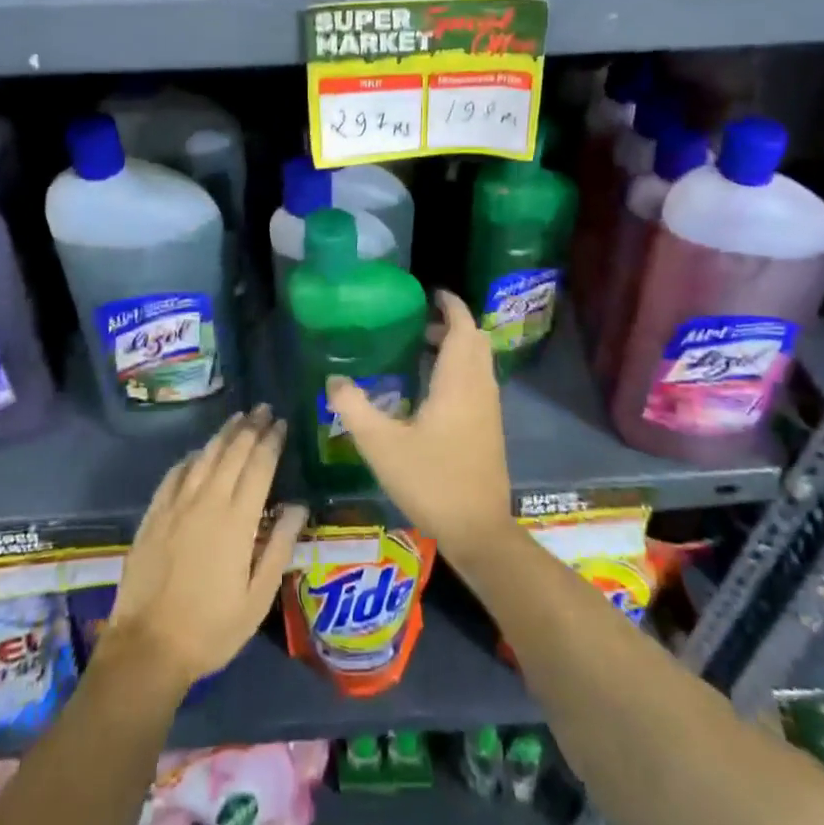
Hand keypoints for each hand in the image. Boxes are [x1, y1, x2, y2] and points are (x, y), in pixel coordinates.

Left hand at [105, 405, 307, 695]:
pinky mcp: (154, 515)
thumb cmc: (211, 628)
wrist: (147, 648)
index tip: (282, 423)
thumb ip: (280, 546)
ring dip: (223, 434)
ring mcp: (176, 506)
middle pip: (232, 452)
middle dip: (251, 427)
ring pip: (204, 457)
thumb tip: (298, 505)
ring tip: (238, 418)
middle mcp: (207, 502)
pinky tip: (199, 452)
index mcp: (237, 520)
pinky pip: (175, 474)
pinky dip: (191, 457)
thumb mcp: (258, 597)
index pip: (259, 466)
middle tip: (264, 409)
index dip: (271, 441)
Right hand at [325, 291, 512, 558]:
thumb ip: (354, 408)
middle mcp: (479, 387)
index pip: (462, 326)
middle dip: (451, 324)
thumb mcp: (381, 446)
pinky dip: (459, 368)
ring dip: (456, 347)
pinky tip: (431, 389)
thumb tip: (334, 380)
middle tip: (418, 322)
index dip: (450, 305)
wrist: (479, 531)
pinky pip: (477, 380)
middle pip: (474, 339)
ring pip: (478, 361)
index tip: (431, 293)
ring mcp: (489, 408)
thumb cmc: (431, 481)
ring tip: (419, 349)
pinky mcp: (489, 428)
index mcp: (458, 381)